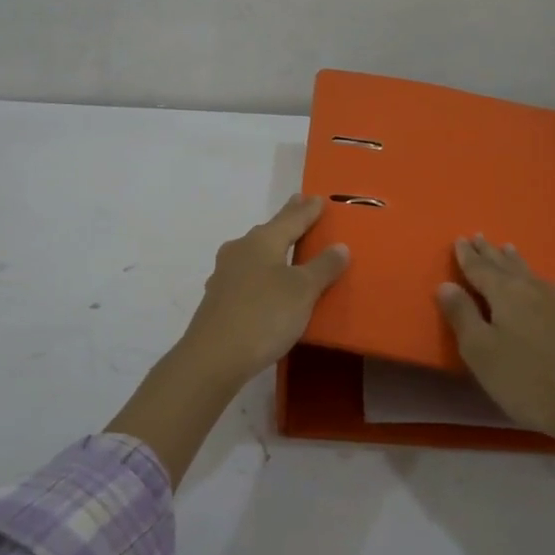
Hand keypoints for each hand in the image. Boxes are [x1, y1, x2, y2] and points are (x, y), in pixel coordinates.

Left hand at [175, 194, 349, 388]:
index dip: (307, 210)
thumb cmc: (264, 315)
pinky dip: (261, 272)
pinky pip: (246, 276)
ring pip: (254, 253)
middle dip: (287, 221)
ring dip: (271, 247)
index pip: (291, 219)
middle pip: (269, 231)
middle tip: (300, 207)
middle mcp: (240, 251)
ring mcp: (224, 275)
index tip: (318, 198)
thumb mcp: (303, 291)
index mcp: (262, 241)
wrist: (213, 357)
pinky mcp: (218, 299)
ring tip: (285, 245)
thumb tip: (340, 246)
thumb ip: (323, 267)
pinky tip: (263, 283)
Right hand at [437, 234, 554, 450]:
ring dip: (516, 261)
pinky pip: (554, 290)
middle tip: (479, 237)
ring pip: (531, 274)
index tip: (459, 240)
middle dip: (490, 253)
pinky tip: (551, 283)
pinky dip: (544, 282)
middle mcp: (533, 290)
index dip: (467, 256)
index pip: (480, 269)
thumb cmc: (527, 381)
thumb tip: (445, 284)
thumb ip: (462, 315)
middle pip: (506, 266)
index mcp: (506, 294)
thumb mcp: (481, 352)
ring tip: (508, 248)